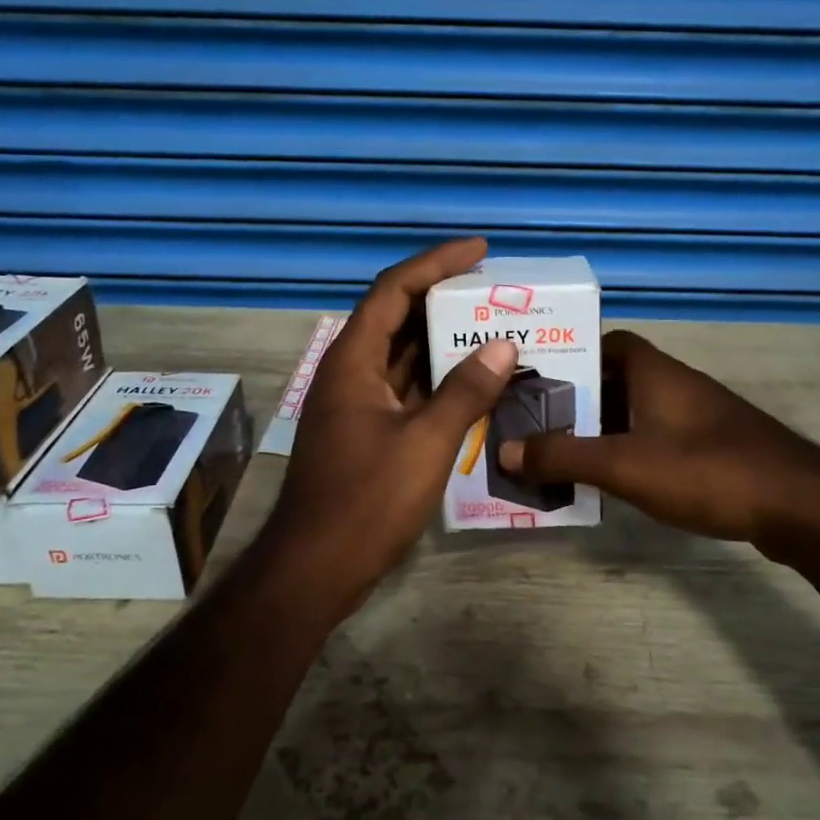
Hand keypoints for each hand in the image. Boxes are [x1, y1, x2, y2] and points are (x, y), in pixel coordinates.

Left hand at [261, 238, 517, 625]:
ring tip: (494, 327)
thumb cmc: (367, 501)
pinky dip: (439, 379)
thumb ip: (465, 391)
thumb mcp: (425, 443)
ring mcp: (358, 404)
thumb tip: (503, 346)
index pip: (394, 290)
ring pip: (404, 356)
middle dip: (445, 299)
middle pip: (398, 317)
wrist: (316, 568)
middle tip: (495, 292)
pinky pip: (407, 389)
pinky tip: (475, 381)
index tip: (480, 251)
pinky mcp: (368, 432)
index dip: (436, 263)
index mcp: (354, 361)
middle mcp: (351, 373)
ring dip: (444, 340)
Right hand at [498, 329, 819, 557]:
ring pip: (637, 412)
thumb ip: (564, 456)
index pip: (606, 342)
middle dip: (579, 400)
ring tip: (563, 454)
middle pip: (616, 380)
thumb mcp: (624, 465)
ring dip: (603, 429)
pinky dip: (632, 451)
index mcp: (654, 371)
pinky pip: (659, 438)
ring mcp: (699, 416)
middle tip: (538, 424)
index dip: (571, 355)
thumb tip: (505, 450)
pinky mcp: (715, 447)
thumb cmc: (706, 470)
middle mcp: (677, 384)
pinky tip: (615, 481)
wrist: (801, 506)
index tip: (539, 380)